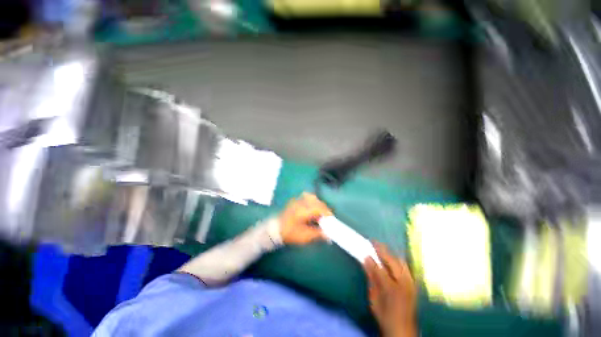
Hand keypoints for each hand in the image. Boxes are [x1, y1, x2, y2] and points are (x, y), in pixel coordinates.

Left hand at [278, 192, 331, 244]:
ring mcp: (297, 200)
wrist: (275, 230)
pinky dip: (312, 200)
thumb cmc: (290, 233)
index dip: (327, 213)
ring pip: (312, 197)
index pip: (319, 208)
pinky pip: (306, 196)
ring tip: (320, 212)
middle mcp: (300, 203)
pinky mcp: (295, 200)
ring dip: (318, 204)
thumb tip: (328, 234)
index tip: (331, 219)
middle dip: (324, 209)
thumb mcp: (304, 236)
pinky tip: (312, 207)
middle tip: (326, 218)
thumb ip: (317, 234)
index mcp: (303, 211)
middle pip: (317, 201)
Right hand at [364, 242, 416, 336]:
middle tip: (373, 242)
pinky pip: (406, 267)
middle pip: (392, 260)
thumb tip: (365, 259)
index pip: (379, 266)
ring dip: (390, 253)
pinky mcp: (414, 284)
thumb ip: (371, 277)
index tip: (365, 246)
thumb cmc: (385, 314)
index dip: (371, 255)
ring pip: (401, 262)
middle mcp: (403, 282)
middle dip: (382, 249)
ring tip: (381, 247)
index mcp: (391, 287)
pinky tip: (392, 257)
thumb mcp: (374, 297)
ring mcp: (410, 283)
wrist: (402, 330)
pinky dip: (398, 260)